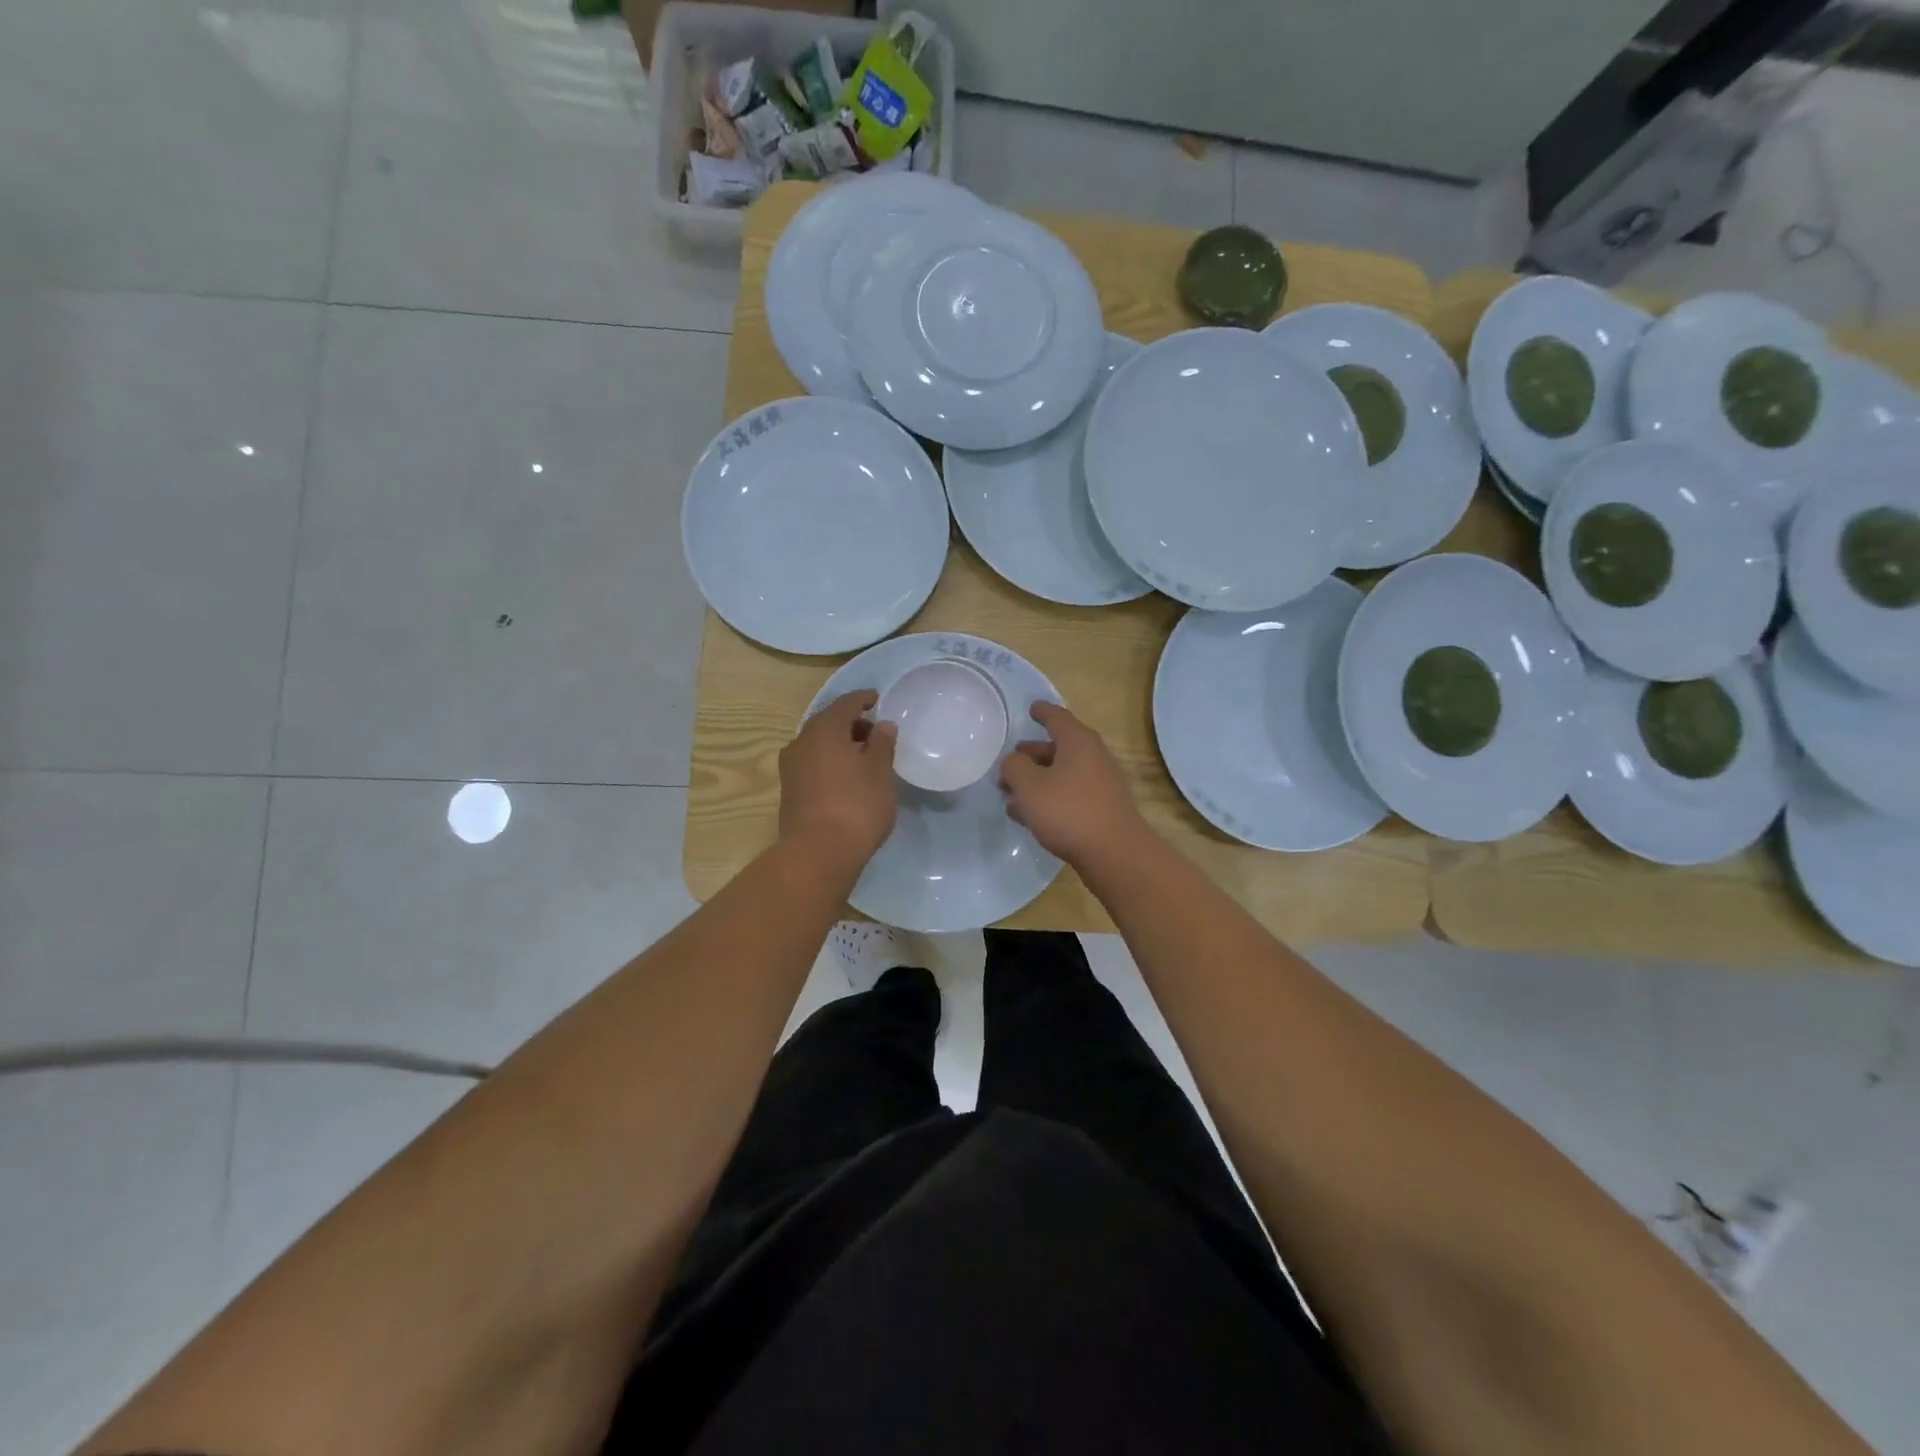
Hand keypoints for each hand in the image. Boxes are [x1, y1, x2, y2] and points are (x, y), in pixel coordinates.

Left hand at [779, 690, 898, 862]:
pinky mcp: (789, 791)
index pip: (846, 703)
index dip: (863, 699)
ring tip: (864, 759)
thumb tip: (882, 725)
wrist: (818, 852)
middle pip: (829, 723)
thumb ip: (882, 743)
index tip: (877, 699)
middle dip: (852, 725)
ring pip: (819, 745)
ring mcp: (791, 767)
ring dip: (840, 746)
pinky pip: (813, 765)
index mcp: (824, 729)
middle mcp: (801, 741)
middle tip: (875, 734)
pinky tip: (847, 779)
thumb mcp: (880, 771)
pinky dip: (830, 763)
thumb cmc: (857, 804)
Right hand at [999, 702, 1148, 867]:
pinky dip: (1049, 798)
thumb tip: (1014, 761)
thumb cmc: (1068, 811)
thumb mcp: (1029, 786)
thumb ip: (1014, 767)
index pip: (1057, 718)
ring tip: (1011, 795)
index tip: (1031, 708)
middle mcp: (1093, 757)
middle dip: (1032, 755)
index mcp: (1078, 742)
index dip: (1042, 712)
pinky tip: (1029, 816)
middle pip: (1059, 748)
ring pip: (1062, 775)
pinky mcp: (1102, 809)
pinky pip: (1070, 795)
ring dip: (1037, 781)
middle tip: (1010, 762)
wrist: (1114, 854)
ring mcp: (1101, 784)